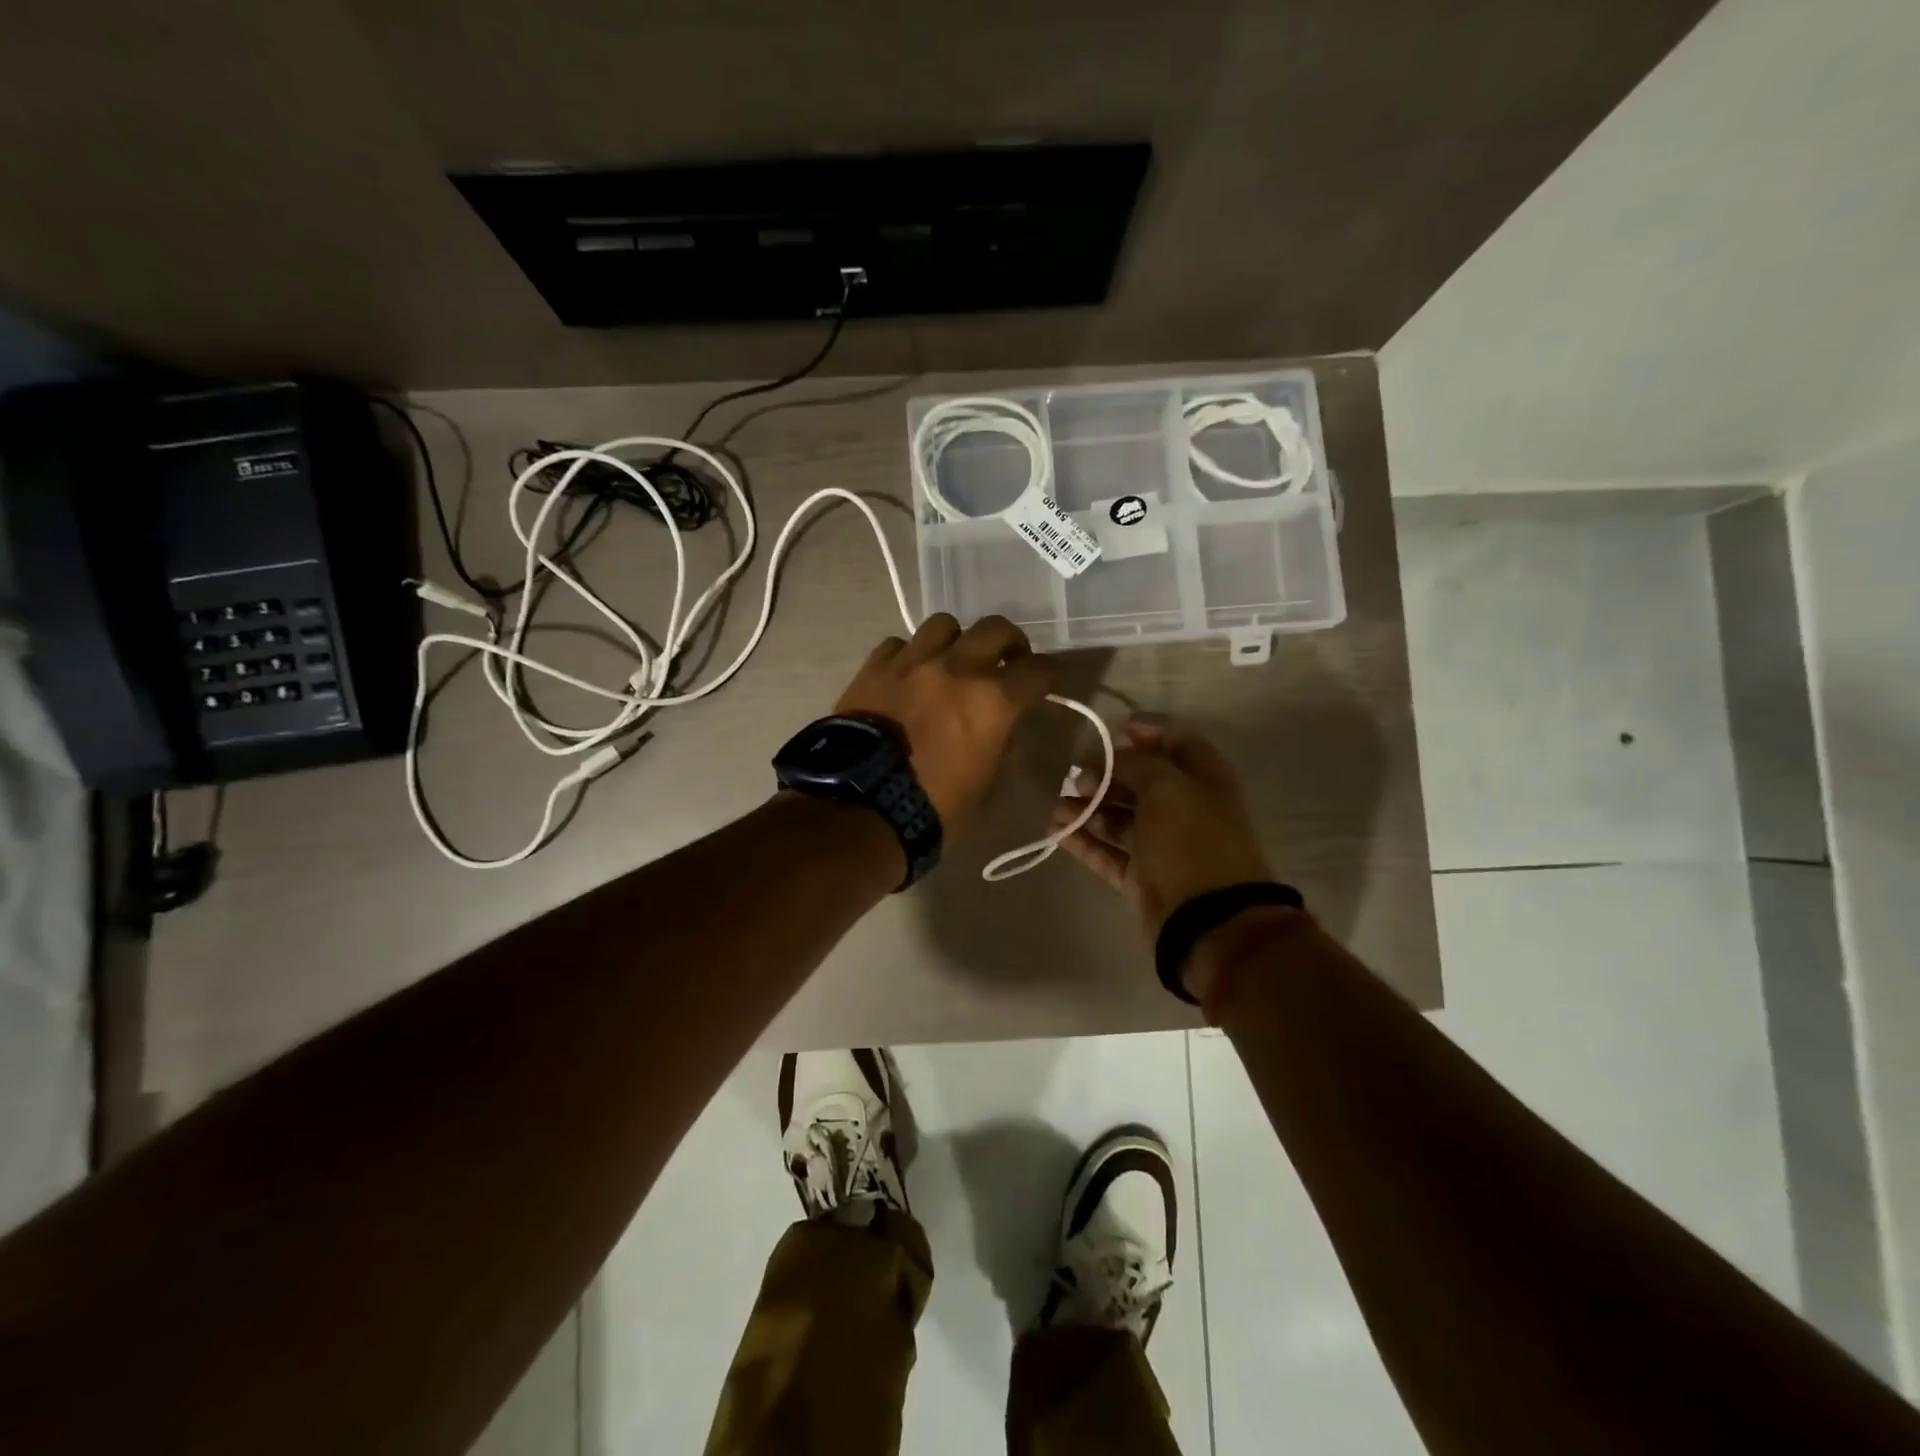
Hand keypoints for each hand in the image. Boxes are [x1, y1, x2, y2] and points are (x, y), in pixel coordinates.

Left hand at [834, 614, 1056, 839]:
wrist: (862, 807)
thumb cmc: (934, 806)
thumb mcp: (985, 782)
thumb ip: (1000, 742)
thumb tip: (1003, 726)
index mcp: (993, 700)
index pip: (1038, 670)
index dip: (1051, 673)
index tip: (1050, 679)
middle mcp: (957, 668)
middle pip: (995, 628)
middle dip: (1010, 642)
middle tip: (1008, 660)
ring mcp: (912, 662)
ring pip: (944, 625)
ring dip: (956, 641)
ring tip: (952, 661)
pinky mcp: (874, 668)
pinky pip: (898, 644)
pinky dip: (910, 655)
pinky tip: (908, 674)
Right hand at [1052, 717, 1274, 941]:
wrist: (1208, 920)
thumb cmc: (1191, 840)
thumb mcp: (1166, 787)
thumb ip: (1135, 764)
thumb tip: (1109, 758)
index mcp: (1205, 779)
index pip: (1177, 743)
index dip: (1146, 732)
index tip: (1110, 731)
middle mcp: (1185, 808)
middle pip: (1141, 780)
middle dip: (1106, 773)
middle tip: (1074, 772)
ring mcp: (1161, 845)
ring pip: (1119, 817)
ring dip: (1087, 807)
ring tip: (1056, 804)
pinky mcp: (1139, 876)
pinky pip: (1107, 851)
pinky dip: (1083, 840)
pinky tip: (1055, 830)